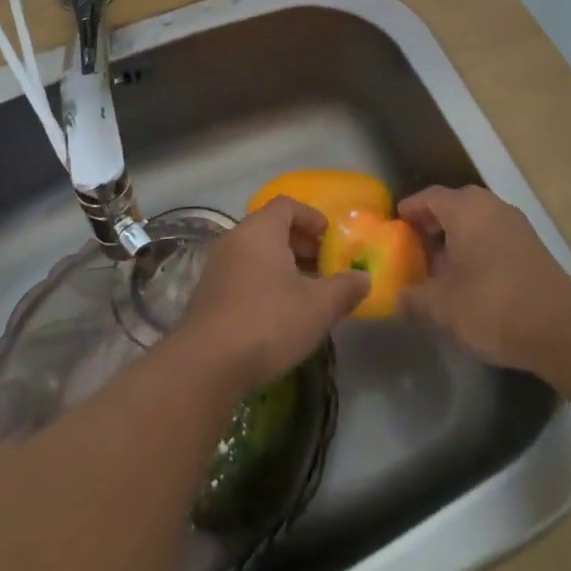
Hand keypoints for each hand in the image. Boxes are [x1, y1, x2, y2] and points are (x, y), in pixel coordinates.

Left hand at [178, 196, 370, 391]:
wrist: (206, 365)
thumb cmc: (268, 322)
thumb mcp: (318, 307)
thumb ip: (345, 288)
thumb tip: (363, 279)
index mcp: (260, 230)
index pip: (287, 205)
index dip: (312, 217)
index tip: (330, 238)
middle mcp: (235, 239)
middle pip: (271, 228)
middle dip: (300, 244)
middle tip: (323, 267)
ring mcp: (216, 267)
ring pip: (256, 254)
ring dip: (282, 266)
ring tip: (305, 293)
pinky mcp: (207, 296)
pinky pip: (242, 275)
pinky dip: (263, 283)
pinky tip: (278, 314)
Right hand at [398, 185, 570, 370]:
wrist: (560, 328)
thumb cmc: (491, 305)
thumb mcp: (440, 307)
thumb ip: (412, 300)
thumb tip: (396, 299)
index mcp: (465, 209)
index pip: (429, 197)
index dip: (409, 210)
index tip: (394, 225)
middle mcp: (491, 207)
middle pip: (454, 207)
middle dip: (432, 226)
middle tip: (413, 249)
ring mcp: (516, 226)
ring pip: (476, 223)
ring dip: (455, 240)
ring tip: (438, 270)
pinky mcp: (532, 248)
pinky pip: (494, 238)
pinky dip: (477, 251)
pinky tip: (468, 282)